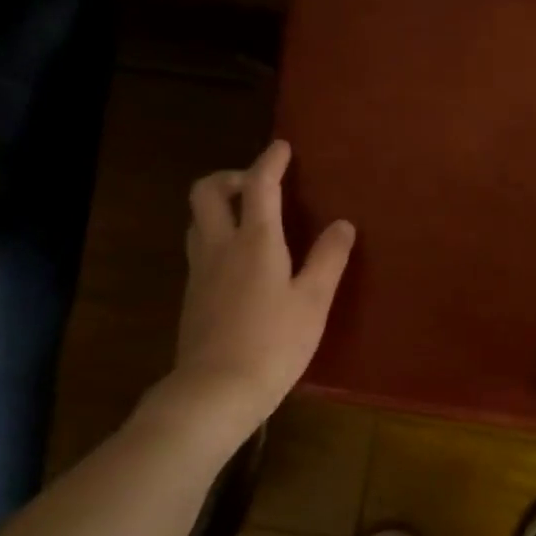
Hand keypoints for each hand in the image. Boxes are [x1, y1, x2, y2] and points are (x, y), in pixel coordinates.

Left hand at [156, 140, 354, 440]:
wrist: (217, 388)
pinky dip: (216, 236)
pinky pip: (200, 248)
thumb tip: (343, 225)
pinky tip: (238, 262)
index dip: (270, 161)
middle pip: (207, 192)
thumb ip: (329, 259)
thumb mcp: (314, 301)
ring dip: (219, 206)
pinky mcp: (192, 296)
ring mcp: (200, 271)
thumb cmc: (274, 343)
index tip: (281, 147)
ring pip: (197, 220)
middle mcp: (220, 246)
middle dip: (230, 177)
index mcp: (255, 242)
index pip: (259, 186)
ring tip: (248, 220)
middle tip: (256, 186)